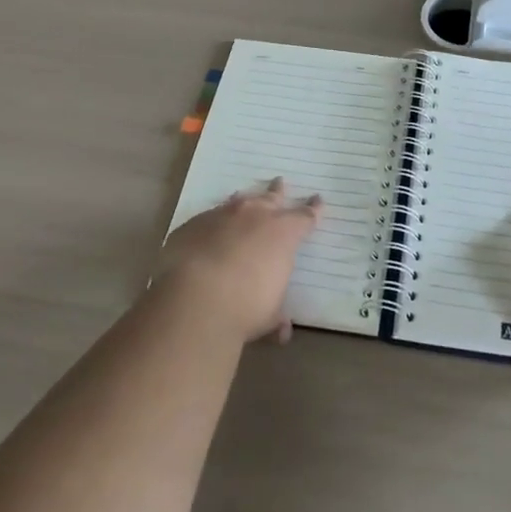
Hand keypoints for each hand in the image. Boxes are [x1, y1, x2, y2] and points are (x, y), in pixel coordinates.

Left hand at [154, 177, 321, 344]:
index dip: (313, 210)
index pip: (305, 217)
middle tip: (280, 182)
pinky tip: (208, 230)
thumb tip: (282, 329)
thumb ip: (277, 315)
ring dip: (244, 201)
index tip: (318, 200)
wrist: (196, 298)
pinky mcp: (192, 225)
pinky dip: (212, 223)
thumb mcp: (269, 315)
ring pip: (238, 201)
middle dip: (278, 191)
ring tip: (244, 196)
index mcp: (282, 233)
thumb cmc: (246, 307)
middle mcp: (254, 216)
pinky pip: (207, 218)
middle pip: (271, 197)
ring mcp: (221, 216)